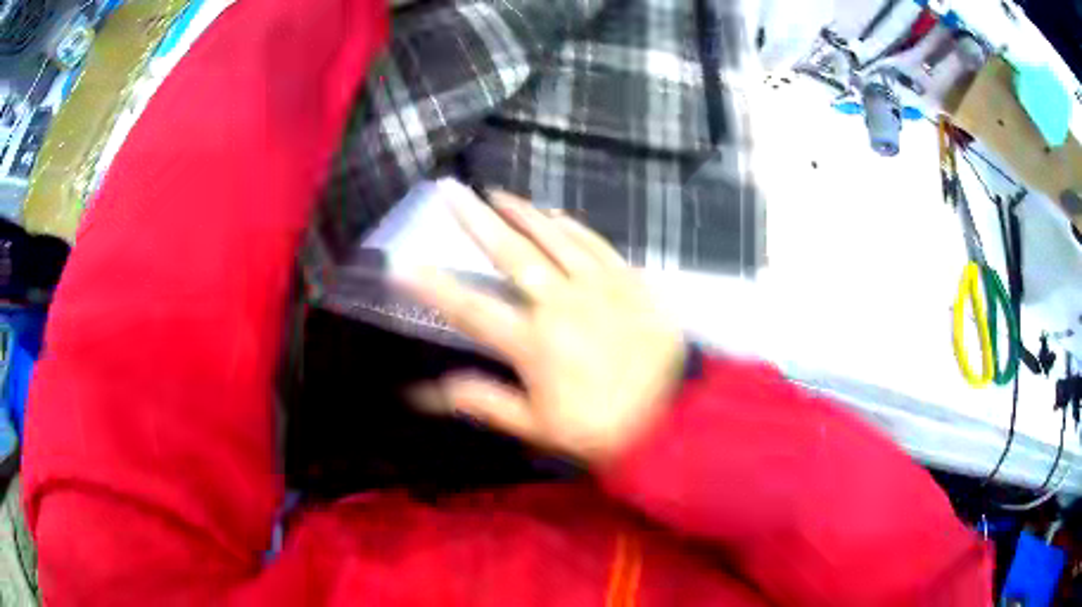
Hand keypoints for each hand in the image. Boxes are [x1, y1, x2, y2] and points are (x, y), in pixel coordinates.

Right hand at [400, 189, 685, 464]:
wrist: (673, 416)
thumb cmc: (602, 426)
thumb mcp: (538, 426)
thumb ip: (484, 401)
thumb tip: (428, 392)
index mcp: (533, 342)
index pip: (471, 308)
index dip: (433, 286)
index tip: (403, 263)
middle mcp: (560, 303)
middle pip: (510, 253)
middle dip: (474, 219)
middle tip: (451, 190)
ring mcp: (598, 286)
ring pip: (552, 238)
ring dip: (521, 212)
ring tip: (496, 193)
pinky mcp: (628, 280)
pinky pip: (595, 244)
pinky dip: (571, 227)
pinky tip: (555, 215)